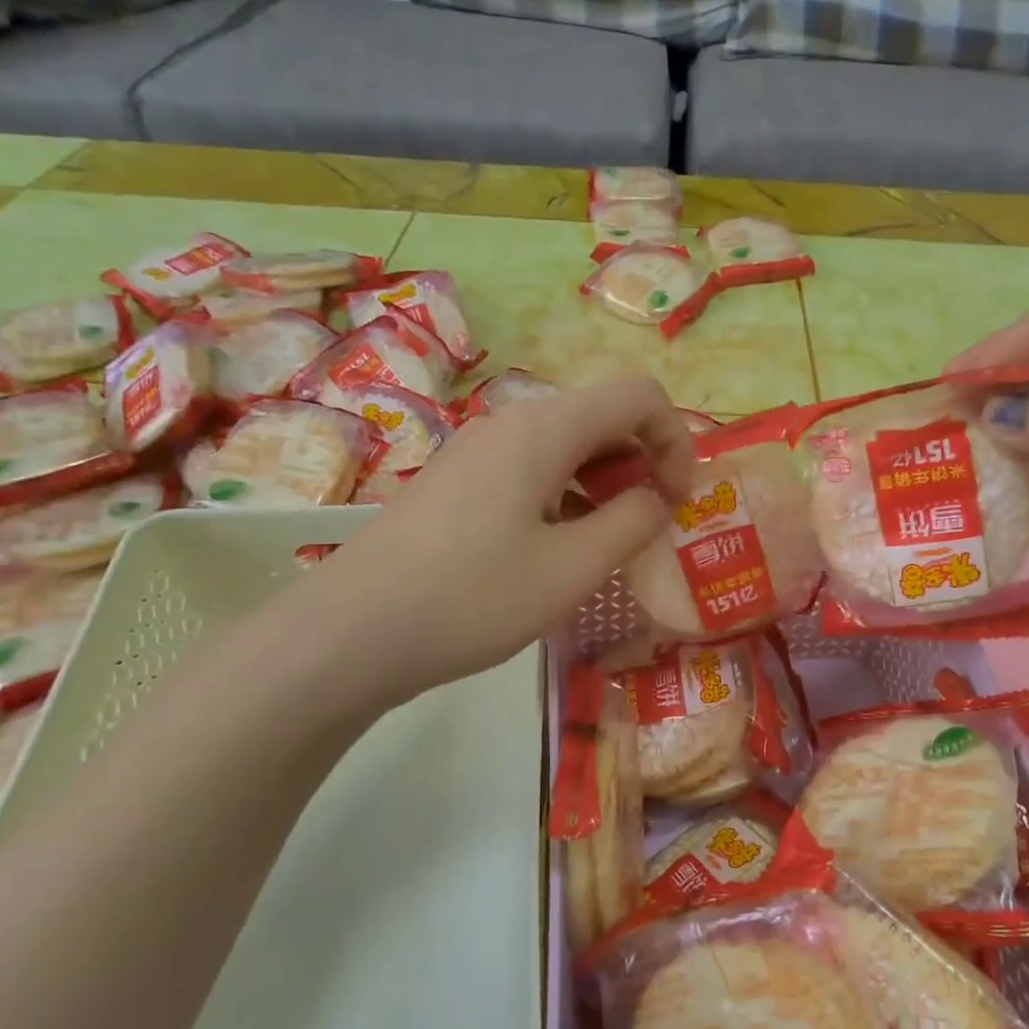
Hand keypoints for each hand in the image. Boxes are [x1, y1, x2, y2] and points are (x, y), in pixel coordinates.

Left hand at [319, 376, 695, 699]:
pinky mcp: (456, 483)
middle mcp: (510, 424)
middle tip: (648, 529)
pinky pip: (530, 472)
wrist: (351, 633)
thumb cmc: (473, 598)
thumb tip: (655, 498)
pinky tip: (557, 552)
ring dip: (604, 485)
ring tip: (606, 548)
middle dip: (642, 464)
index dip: (676, 441)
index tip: (677, 503)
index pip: (639, 395)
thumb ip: (632, 522)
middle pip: (602, 417)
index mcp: (544, 428)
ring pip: (565, 447)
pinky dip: (565, 498)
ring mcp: (477, 452)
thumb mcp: (572, 568)